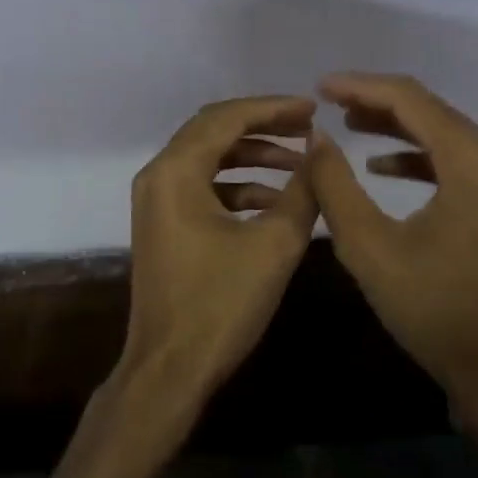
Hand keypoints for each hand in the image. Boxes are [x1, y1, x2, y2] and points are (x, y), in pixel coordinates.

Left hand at [120, 96, 319, 419]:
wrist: (170, 368)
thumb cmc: (220, 304)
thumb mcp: (274, 244)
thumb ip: (303, 190)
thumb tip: (321, 151)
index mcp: (175, 171)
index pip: (227, 118)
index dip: (273, 109)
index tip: (313, 109)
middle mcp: (158, 176)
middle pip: (214, 131)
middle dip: (263, 126)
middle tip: (307, 127)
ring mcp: (156, 202)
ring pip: (209, 159)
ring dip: (253, 157)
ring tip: (300, 164)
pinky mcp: (164, 225)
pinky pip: (203, 188)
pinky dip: (238, 186)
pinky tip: (276, 201)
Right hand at [306, 74, 477, 415]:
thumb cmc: (432, 309)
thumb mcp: (368, 246)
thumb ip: (335, 185)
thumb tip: (316, 137)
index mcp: (475, 162)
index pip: (412, 101)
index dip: (361, 87)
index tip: (319, 87)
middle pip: (432, 111)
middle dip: (377, 103)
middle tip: (327, 103)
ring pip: (446, 133)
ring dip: (397, 127)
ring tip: (348, 125)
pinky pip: (459, 160)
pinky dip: (420, 156)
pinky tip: (383, 166)